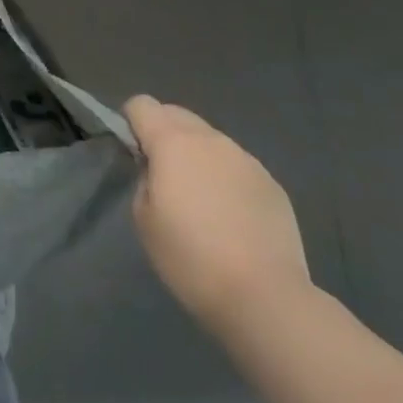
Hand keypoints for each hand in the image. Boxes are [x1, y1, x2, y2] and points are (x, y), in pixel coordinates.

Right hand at [124, 96, 312, 335]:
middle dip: (163, 133)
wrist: (266, 298)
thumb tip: (156, 168)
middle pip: (176, 114)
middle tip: (163, 176)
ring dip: (197, 155)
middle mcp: (211, 139)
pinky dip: (225, 177)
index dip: (131, 123)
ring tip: (201, 200)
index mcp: (173, 141)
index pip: (141, 104)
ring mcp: (246, 159)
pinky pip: (236, 165)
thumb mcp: (143, 218)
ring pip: (209, 139)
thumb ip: (144, 178)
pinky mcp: (272, 183)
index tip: (134, 154)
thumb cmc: (191, 258)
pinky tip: (231, 217)